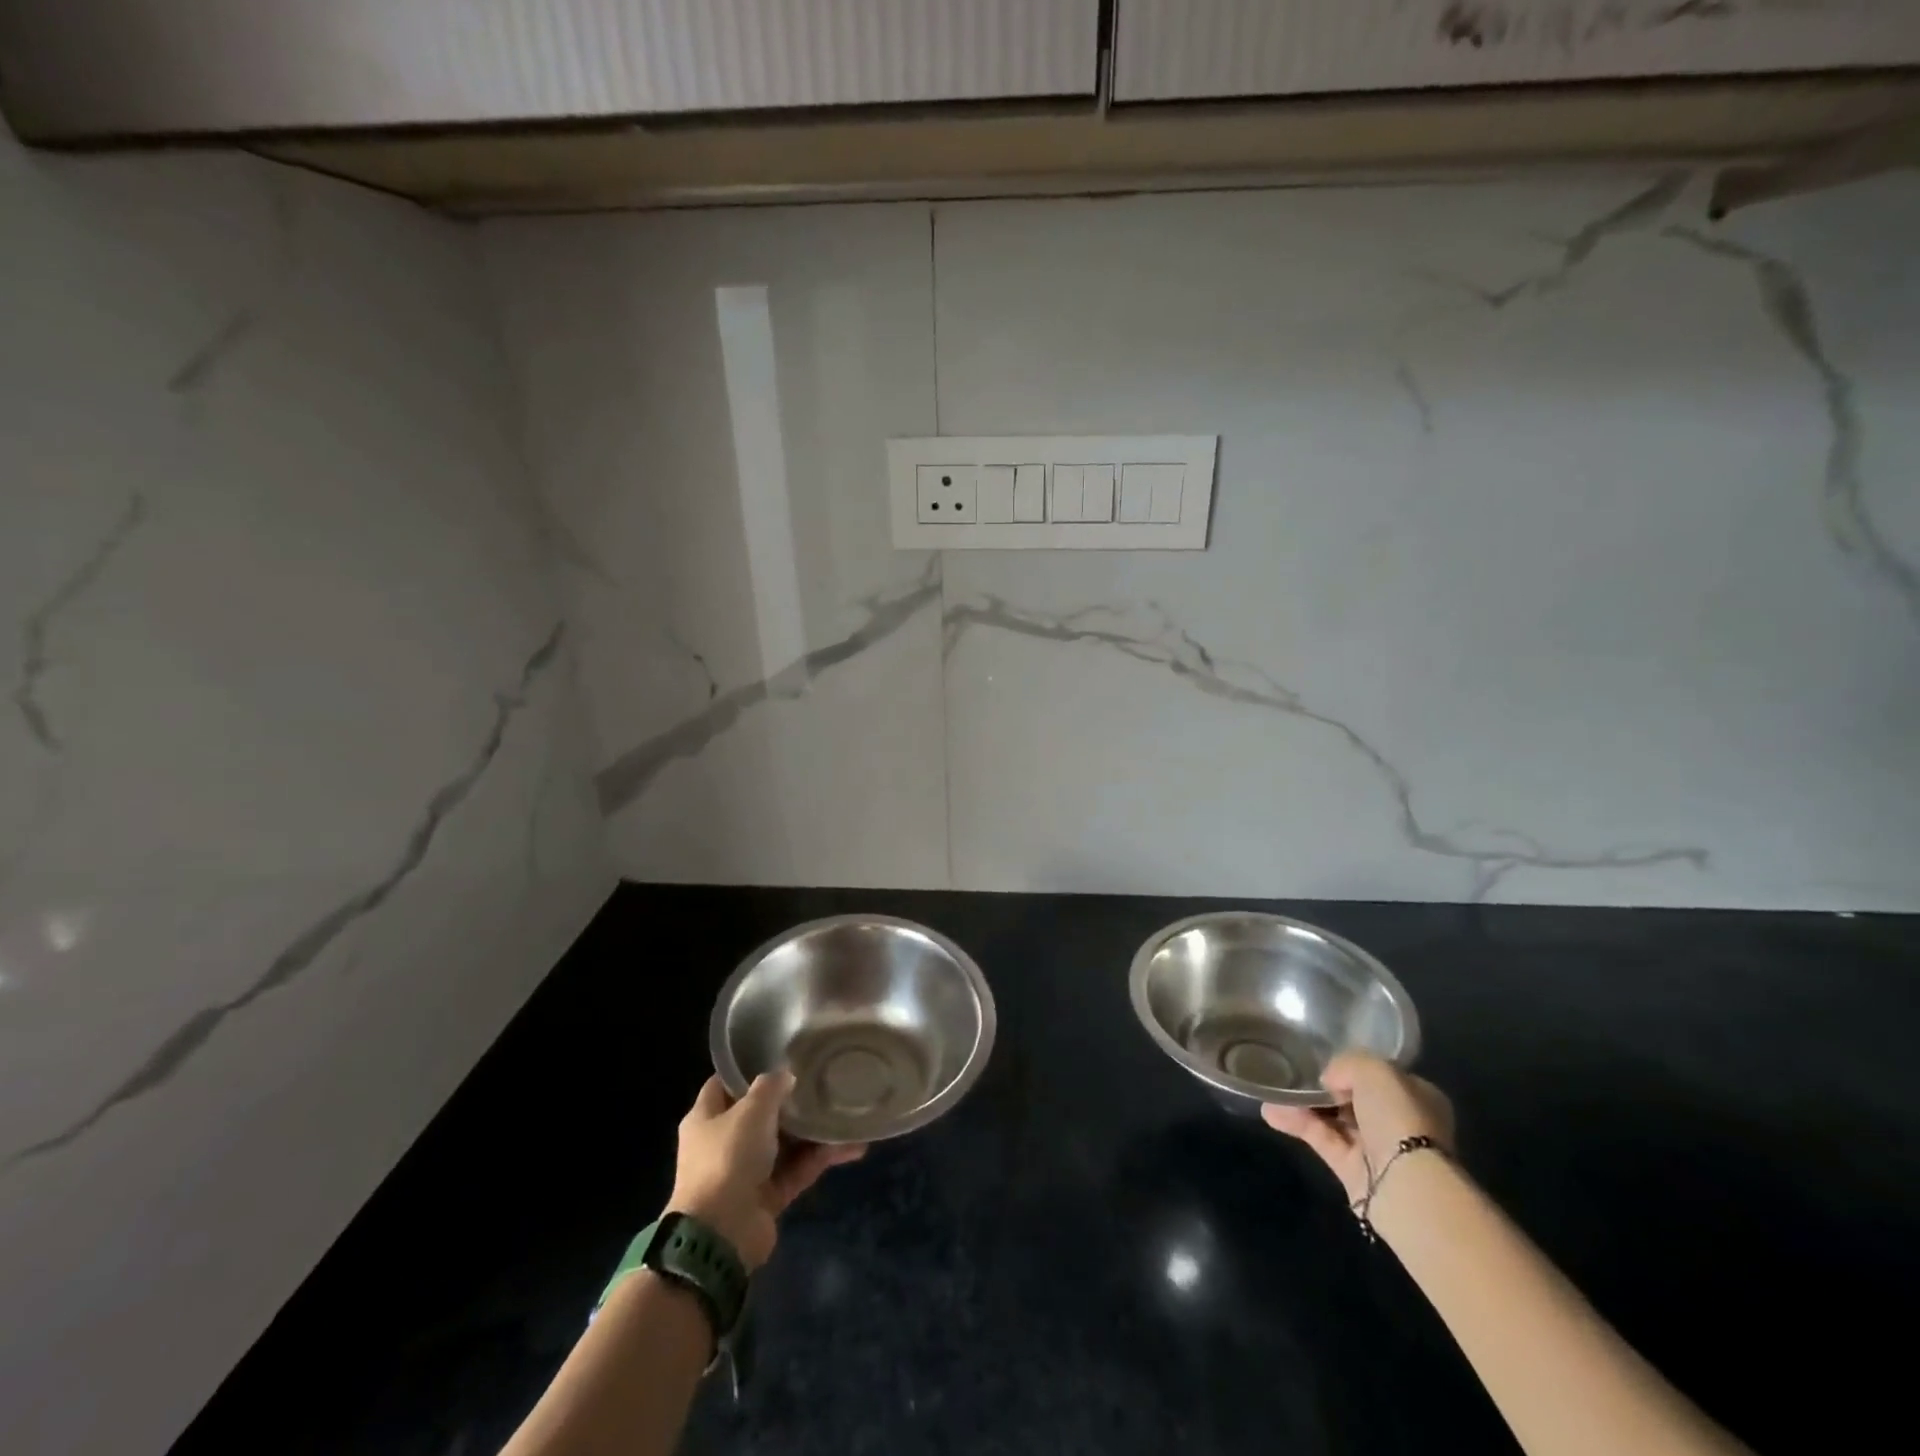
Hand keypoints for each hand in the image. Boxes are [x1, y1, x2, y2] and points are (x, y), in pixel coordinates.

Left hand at [667, 1071, 865, 1270]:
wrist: (721, 1235)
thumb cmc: (728, 1158)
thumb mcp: (751, 1110)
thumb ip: (770, 1086)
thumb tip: (786, 1075)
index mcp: (706, 1118)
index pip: (724, 1084)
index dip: (748, 1069)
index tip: (781, 1055)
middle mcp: (723, 1142)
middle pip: (760, 1114)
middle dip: (790, 1100)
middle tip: (822, 1080)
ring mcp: (745, 1172)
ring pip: (784, 1143)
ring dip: (812, 1131)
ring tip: (845, 1112)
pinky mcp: (767, 1197)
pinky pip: (797, 1170)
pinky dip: (820, 1158)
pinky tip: (851, 1146)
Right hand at [1261, 1052, 1453, 1203]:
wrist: (1406, 1184)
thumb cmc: (1398, 1117)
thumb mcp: (1374, 1069)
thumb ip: (1347, 1063)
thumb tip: (1329, 1080)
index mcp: (1417, 1096)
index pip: (1381, 1076)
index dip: (1353, 1067)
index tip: (1323, 1060)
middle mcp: (1398, 1121)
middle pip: (1354, 1097)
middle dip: (1323, 1087)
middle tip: (1293, 1073)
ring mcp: (1375, 1147)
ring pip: (1333, 1118)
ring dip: (1303, 1105)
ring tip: (1273, 1092)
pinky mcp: (1352, 1169)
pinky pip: (1321, 1138)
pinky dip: (1297, 1125)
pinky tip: (1271, 1112)